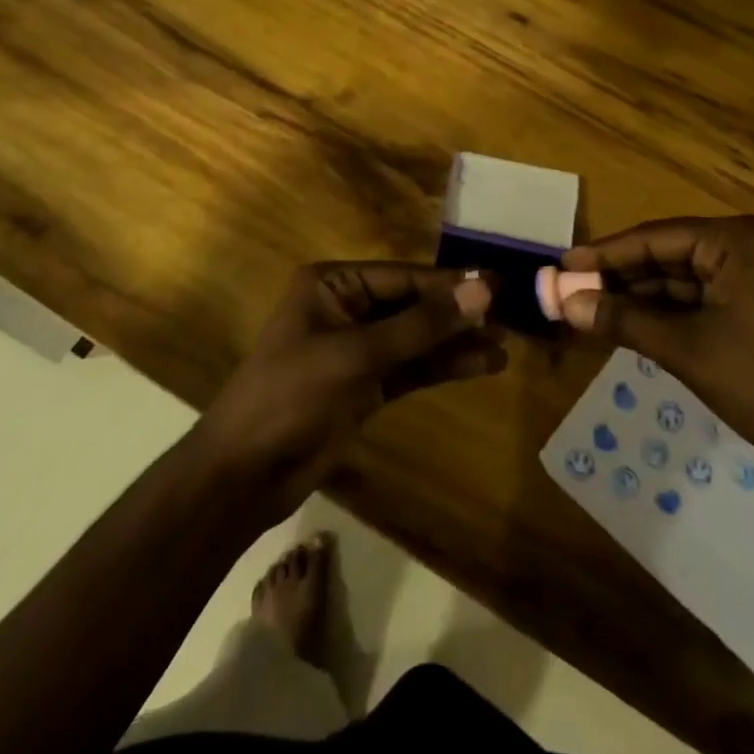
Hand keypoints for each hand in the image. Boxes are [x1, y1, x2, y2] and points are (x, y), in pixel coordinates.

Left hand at [193, 264, 504, 520]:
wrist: (243, 476)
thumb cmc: (291, 396)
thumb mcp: (357, 355)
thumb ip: (422, 325)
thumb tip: (483, 289)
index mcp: (333, 285)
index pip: (404, 277)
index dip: (451, 283)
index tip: (500, 286)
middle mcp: (347, 308)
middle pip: (414, 306)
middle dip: (458, 314)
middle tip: (510, 318)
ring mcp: (357, 349)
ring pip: (417, 339)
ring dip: (457, 342)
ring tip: (505, 345)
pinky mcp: (366, 386)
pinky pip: (412, 368)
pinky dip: (443, 367)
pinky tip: (481, 366)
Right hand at [559, 216, 753, 487]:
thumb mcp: (687, 350)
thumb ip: (624, 320)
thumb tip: (568, 303)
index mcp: (738, 240)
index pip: (656, 237)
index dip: (605, 253)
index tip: (562, 264)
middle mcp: (751, 246)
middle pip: (670, 255)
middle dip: (622, 278)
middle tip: (573, 293)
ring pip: (686, 279)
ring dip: (643, 297)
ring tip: (593, 310)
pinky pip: (707, 298)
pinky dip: (672, 313)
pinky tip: (635, 325)